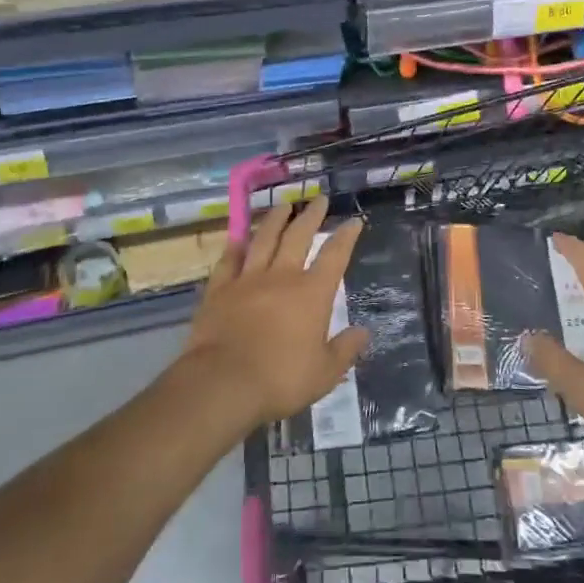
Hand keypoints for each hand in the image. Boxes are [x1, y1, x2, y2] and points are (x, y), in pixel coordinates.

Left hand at [177, 198, 369, 429]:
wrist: (222, 383)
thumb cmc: (280, 380)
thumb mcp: (324, 373)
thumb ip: (345, 350)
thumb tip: (364, 332)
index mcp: (312, 293)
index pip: (334, 256)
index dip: (346, 236)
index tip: (354, 221)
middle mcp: (282, 277)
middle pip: (298, 236)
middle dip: (311, 216)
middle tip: (319, 199)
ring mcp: (248, 279)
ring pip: (264, 239)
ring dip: (275, 219)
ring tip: (283, 205)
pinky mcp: (219, 290)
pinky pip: (229, 261)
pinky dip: (235, 247)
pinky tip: (238, 238)